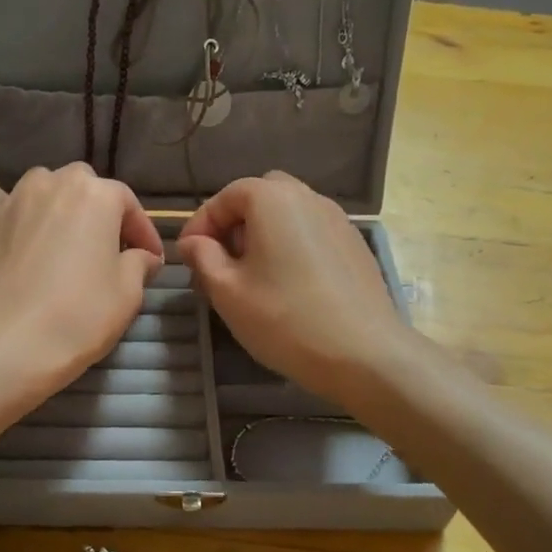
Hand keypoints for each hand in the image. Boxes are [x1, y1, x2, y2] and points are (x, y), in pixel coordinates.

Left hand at [0, 163, 164, 406]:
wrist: (5, 346)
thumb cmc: (78, 318)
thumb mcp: (127, 295)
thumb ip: (139, 264)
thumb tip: (142, 256)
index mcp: (96, 195)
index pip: (128, 204)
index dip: (142, 233)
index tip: (150, 260)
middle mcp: (52, 184)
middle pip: (82, 188)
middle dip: (97, 214)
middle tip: (105, 251)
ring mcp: (11, 200)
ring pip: (39, 187)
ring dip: (54, 206)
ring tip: (59, 240)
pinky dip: (1, 205)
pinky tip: (7, 225)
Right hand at [177, 171, 414, 403]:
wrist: (364, 354)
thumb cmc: (284, 318)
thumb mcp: (227, 290)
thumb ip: (203, 257)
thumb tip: (192, 242)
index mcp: (273, 199)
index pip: (225, 197)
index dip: (200, 224)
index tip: (187, 257)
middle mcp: (309, 198)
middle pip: (261, 197)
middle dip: (235, 223)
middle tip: (222, 260)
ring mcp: (338, 221)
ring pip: (289, 215)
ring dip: (264, 235)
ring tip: (253, 277)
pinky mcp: (355, 246)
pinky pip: (312, 234)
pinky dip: (292, 247)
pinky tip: (289, 287)